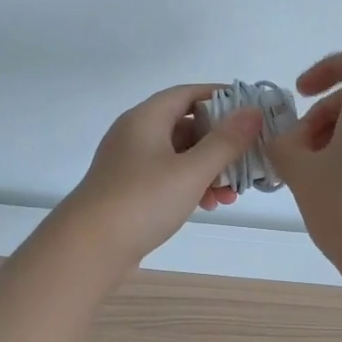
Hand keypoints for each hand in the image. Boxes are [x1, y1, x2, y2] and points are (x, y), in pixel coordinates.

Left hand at [60, 83, 263, 267]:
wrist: (88, 248)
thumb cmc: (142, 201)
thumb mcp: (191, 171)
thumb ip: (225, 141)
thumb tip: (253, 111)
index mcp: (146, 118)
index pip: (188, 93)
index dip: (221, 97)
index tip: (251, 110)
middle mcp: (136, 134)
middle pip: (186, 126)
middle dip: (220, 144)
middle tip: (247, 160)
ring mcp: (130, 163)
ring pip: (179, 156)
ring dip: (209, 170)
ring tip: (231, 195)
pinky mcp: (129, 190)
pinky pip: (167, 177)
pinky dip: (190, 186)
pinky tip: (209, 206)